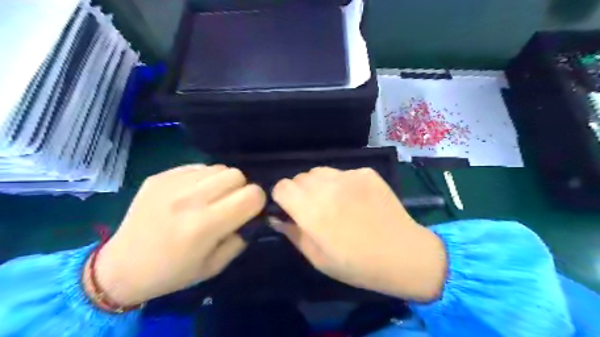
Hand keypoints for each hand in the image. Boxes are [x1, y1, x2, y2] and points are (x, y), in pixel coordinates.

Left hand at [88, 165, 265, 305]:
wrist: (123, 267)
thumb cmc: (174, 272)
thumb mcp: (216, 265)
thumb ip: (242, 237)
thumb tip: (253, 215)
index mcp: (205, 225)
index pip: (252, 195)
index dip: (257, 202)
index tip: (249, 211)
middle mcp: (190, 199)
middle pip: (237, 174)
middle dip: (241, 189)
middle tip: (229, 204)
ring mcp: (172, 184)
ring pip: (219, 167)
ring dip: (222, 182)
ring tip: (209, 198)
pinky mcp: (160, 176)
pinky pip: (198, 166)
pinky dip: (203, 178)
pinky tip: (191, 195)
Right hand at [273, 167, 444, 300]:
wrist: (404, 254)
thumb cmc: (357, 264)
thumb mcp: (318, 258)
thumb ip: (293, 233)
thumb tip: (277, 218)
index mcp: (312, 211)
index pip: (282, 186)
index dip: (282, 197)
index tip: (290, 209)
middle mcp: (327, 187)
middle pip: (299, 177)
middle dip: (300, 191)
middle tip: (314, 209)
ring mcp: (349, 176)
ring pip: (319, 171)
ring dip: (319, 184)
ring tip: (334, 201)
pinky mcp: (366, 172)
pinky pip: (343, 173)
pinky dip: (341, 183)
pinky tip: (356, 200)